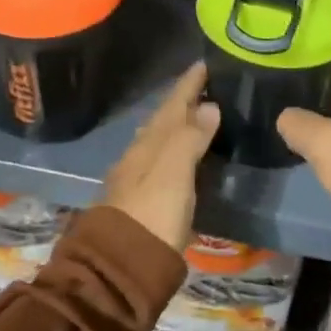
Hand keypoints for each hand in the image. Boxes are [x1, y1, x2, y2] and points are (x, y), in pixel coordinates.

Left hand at [101, 63, 220, 251]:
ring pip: (161, 139)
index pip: (172, 104)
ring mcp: (138, 177)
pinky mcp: (144, 200)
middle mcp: (141, 154)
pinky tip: (184, 156)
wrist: (121, 266)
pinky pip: (162, 160)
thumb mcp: (174, 172)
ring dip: (179, 124)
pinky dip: (176, 149)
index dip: (188, 84)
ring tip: (199, 115)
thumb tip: (209, 106)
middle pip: (164, 119)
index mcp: (150, 143)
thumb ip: (191, 138)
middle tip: (207, 86)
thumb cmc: (153, 214)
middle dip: (184, 101)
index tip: (204, 64)